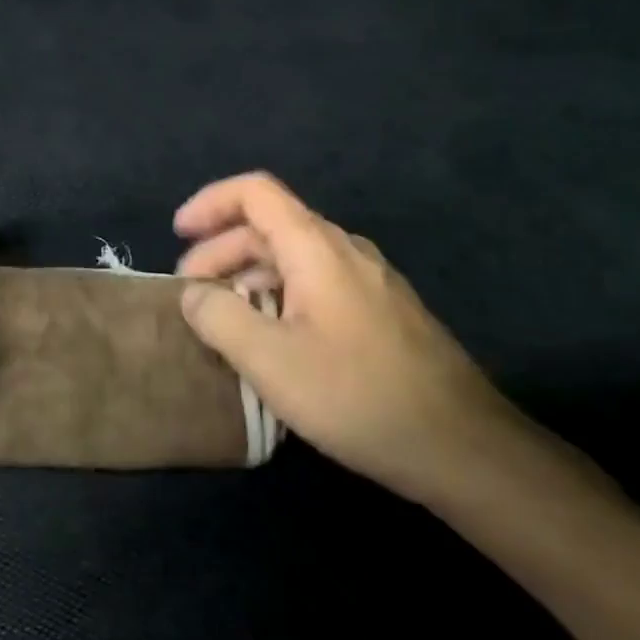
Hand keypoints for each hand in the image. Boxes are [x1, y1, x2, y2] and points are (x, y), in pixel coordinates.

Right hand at [174, 172, 513, 497]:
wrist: (461, 446)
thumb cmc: (357, 394)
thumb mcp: (269, 360)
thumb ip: (218, 317)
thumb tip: (193, 294)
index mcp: (316, 247)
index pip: (255, 193)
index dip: (210, 203)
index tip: (177, 234)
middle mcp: (344, 250)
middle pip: (270, 226)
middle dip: (220, 251)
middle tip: (190, 294)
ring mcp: (368, 281)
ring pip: (293, 258)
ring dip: (247, 276)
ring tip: (222, 320)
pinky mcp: (381, 312)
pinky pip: (315, 284)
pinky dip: (277, 295)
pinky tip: (270, 340)